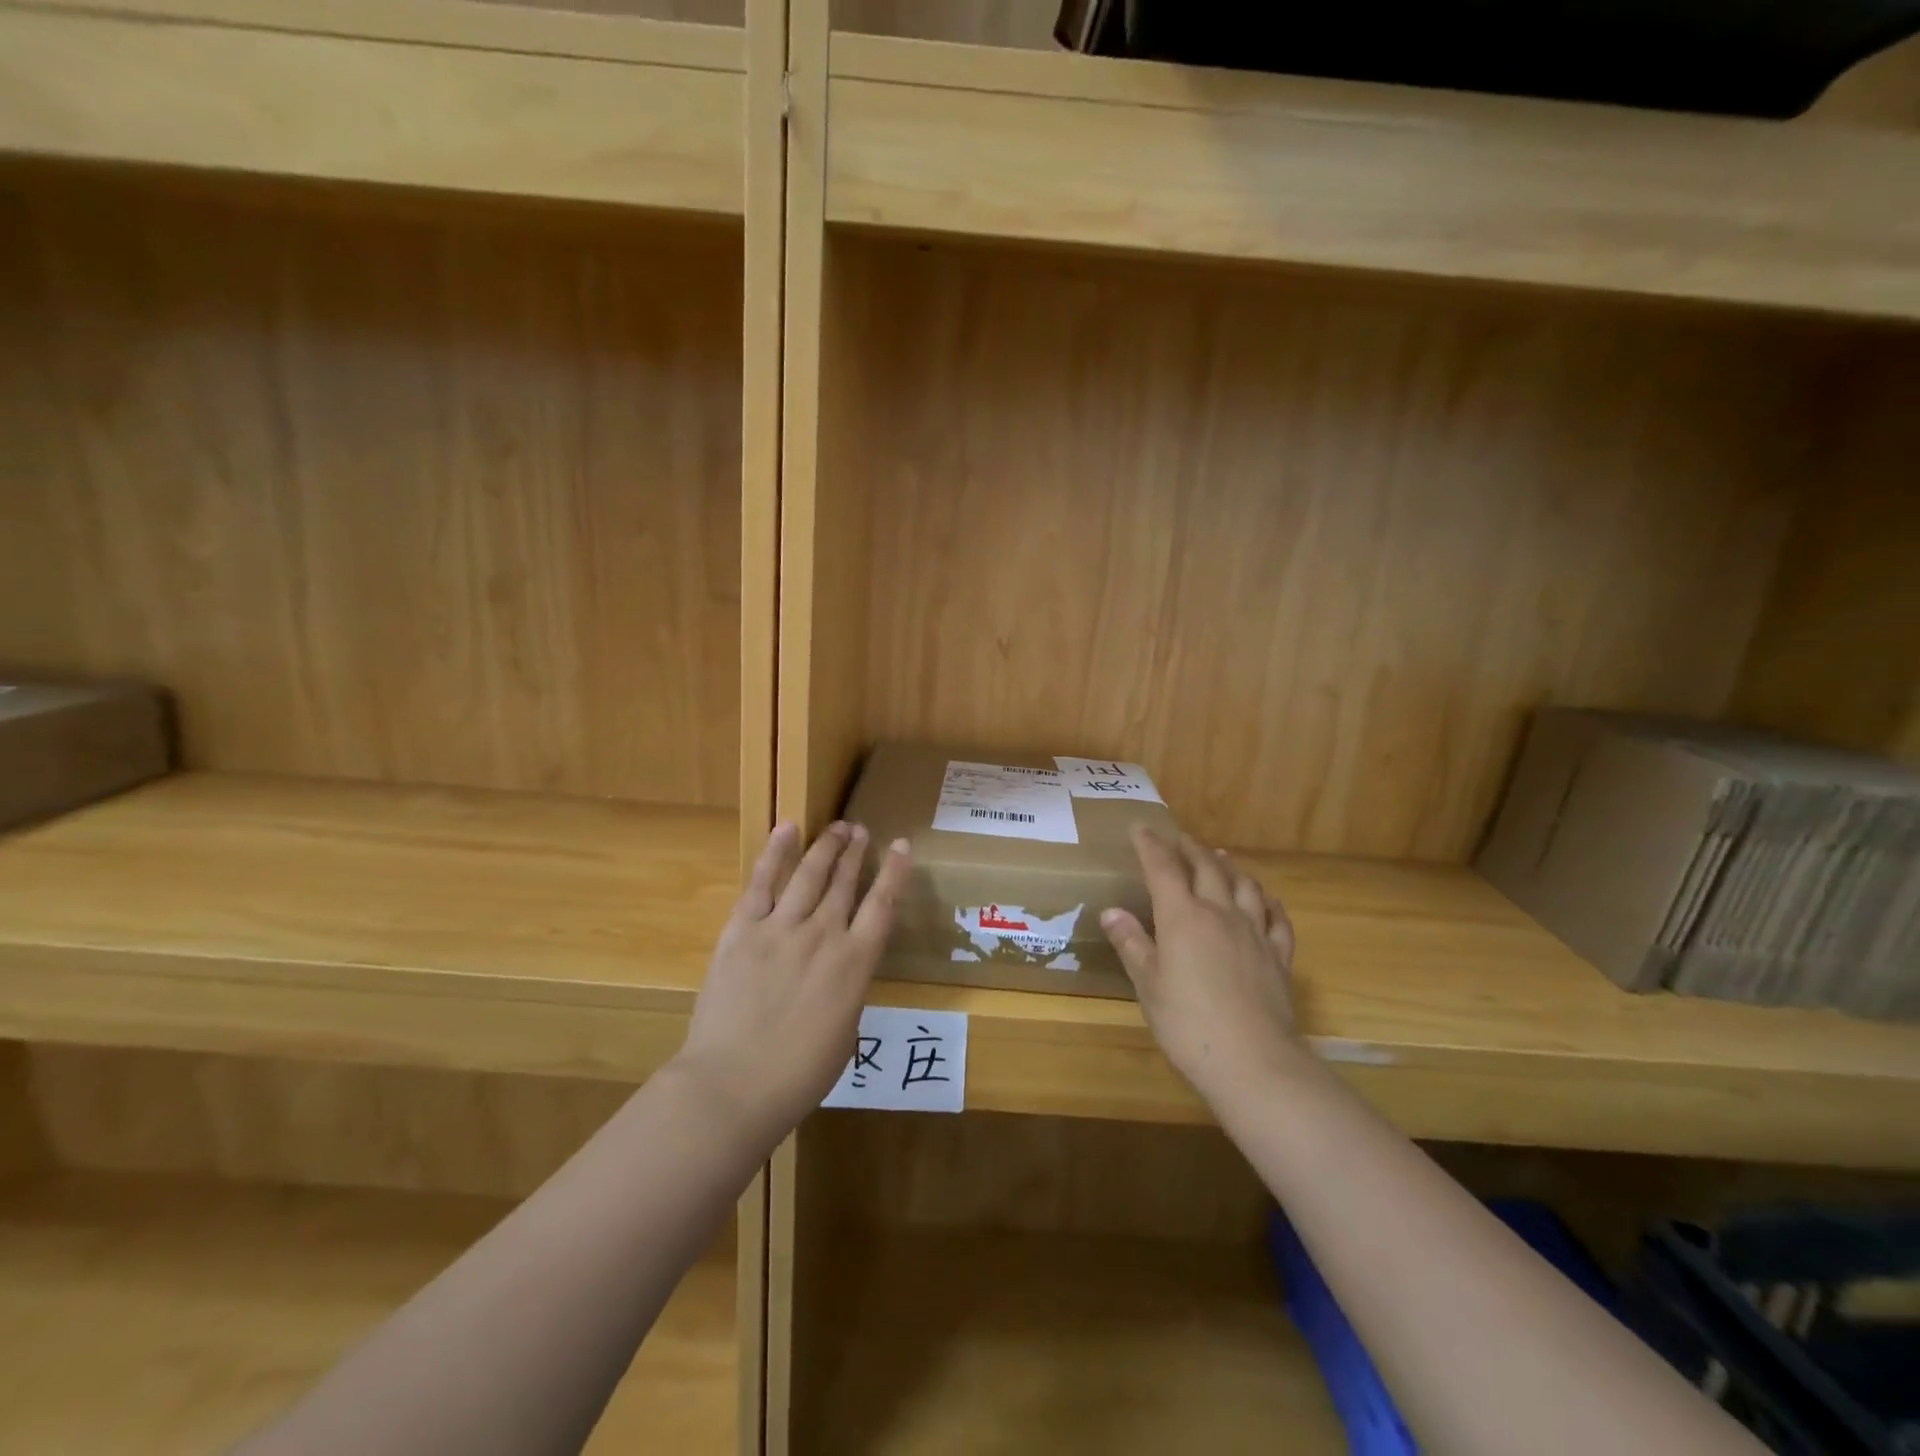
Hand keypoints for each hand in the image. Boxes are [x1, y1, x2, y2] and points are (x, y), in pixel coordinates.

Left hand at [675, 821, 910, 1146]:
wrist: (733, 1085)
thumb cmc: (797, 1075)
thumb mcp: (844, 1034)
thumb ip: (847, 991)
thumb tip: (841, 971)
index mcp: (854, 965)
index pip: (882, 906)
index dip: (894, 873)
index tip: (900, 845)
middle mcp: (823, 935)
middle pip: (844, 882)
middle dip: (855, 852)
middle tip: (861, 830)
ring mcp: (781, 928)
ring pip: (809, 874)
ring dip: (826, 847)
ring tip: (837, 827)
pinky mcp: (743, 930)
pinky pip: (762, 883)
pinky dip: (775, 853)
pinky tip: (786, 829)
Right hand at [1101, 829, 1299, 1106]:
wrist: (1253, 1061)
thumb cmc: (1187, 1023)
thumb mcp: (1148, 984)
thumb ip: (1132, 943)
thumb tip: (1112, 911)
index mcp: (1183, 917)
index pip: (1163, 868)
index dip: (1150, 845)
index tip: (1140, 829)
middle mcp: (1220, 913)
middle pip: (1207, 868)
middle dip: (1191, 849)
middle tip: (1181, 839)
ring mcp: (1254, 933)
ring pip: (1245, 886)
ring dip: (1230, 867)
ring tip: (1221, 858)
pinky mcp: (1279, 956)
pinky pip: (1277, 919)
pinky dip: (1269, 902)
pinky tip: (1267, 901)